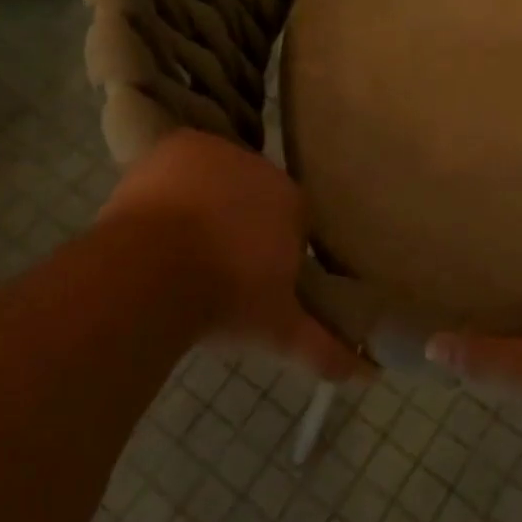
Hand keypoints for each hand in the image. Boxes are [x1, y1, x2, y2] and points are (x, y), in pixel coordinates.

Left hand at [102, 129, 364, 379]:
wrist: (152, 272)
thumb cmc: (224, 299)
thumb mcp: (276, 330)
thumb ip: (322, 347)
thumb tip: (369, 375)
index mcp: (292, 205)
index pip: (291, 218)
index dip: (269, 246)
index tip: (249, 275)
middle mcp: (262, 170)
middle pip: (254, 194)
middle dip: (238, 221)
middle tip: (212, 262)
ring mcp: (219, 154)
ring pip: (218, 175)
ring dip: (206, 199)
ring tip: (177, 242)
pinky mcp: (178, 146)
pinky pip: (182, 159)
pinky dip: (174, 178)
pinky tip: (159, 212)